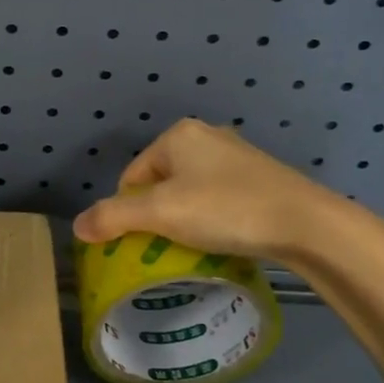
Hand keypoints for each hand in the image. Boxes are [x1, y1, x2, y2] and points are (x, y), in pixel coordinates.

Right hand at [72, 118, 383, 268]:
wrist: (306, 223)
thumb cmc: (225, 209)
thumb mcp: (161, 214)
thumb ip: (113, 217)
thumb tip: (77, 227)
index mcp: (177, 135)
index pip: (132, 175)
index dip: (128, 211)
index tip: (141, 241)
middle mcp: (206, 136)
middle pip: (160, 183)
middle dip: (157, 215)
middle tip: (165, 247)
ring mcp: (237, 156)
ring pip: (190, 192)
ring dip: (185, 219)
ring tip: (193, 247)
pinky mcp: (260, 177)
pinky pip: (218, 198)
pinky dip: (212, 218)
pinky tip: (222, 238)